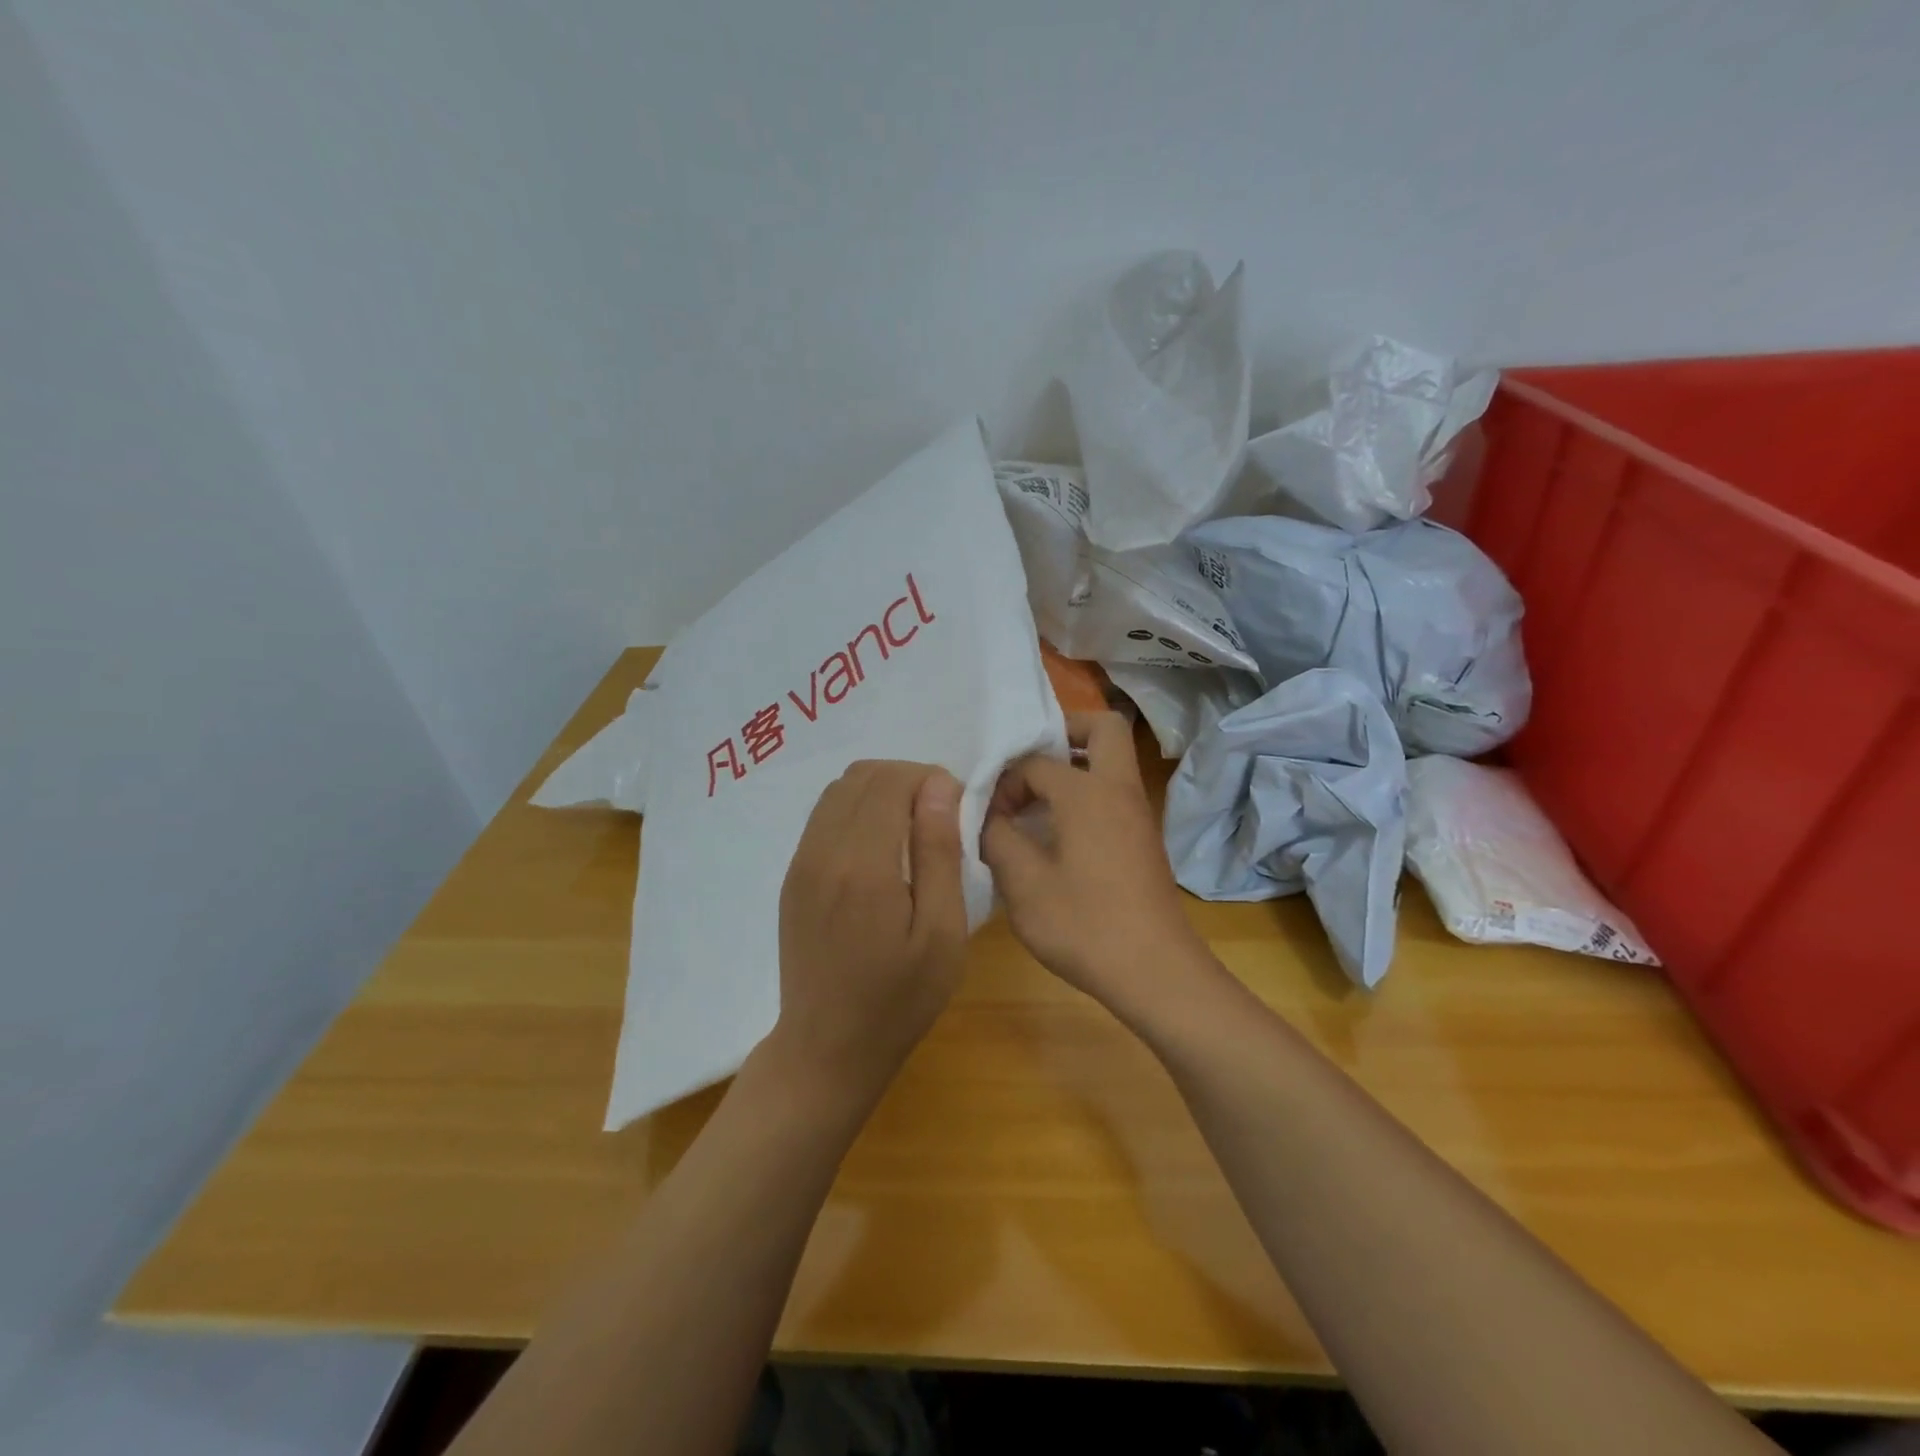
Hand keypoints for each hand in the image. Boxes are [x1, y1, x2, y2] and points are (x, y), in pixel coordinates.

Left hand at [771, 760, 970, 1109]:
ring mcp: (800, 862)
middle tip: (937, 819)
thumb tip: (939, 786)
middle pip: (862, 775)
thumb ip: (939, 852)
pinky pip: (824, 817)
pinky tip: (879, 852)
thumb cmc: (899, 998)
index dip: (929, 781)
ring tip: (910, 832)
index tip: (955, 813)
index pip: (891, 780)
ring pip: (839, 791)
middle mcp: (822, 850)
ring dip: (879, 793)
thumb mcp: (941, 933)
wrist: (827, 1047)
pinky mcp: (792, 876)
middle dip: (906, 780)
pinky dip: (856, 812)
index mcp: (862, 863)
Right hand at [982, 712, 1207, 1011]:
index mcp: (1088, 792)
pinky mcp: (1144, 840)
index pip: (1036, 762)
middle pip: (1102, 728)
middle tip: (1028, 765)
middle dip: (1064, 733)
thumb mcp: (1022, 883)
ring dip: (1075, 766)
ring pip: (1111, 762)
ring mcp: (1138, 814)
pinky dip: (1086, 795)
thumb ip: (997, 837)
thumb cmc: (1084, 925)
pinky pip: (1113, 794)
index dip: (1004, 782)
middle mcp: (1119, 790)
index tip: (988, 816)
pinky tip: (1057, 835)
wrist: (1156, 972)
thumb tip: (988, 816)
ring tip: (1034, 802)